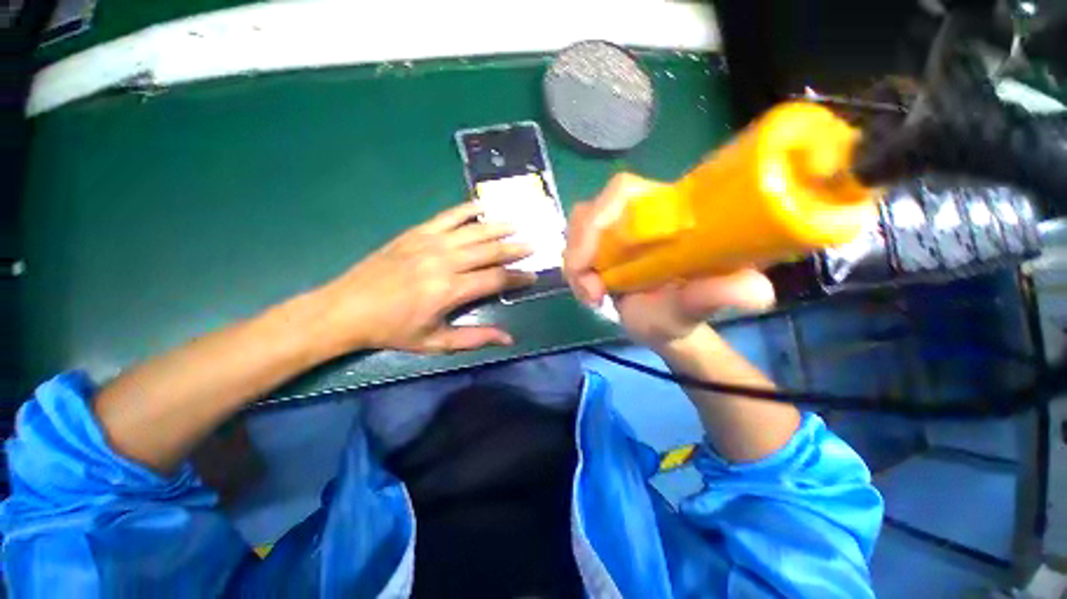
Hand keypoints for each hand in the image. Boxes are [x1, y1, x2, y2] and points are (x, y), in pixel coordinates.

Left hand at [315, 202, 534, 355]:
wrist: (347, 309)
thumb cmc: (393, 330)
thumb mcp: (435, 342)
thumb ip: (475, 338)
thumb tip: (509, 339)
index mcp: (450, 290)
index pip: (496, 279)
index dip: (518, 277)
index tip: (533, 276)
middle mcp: (444, 261)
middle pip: (490, 250)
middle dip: (515, 248)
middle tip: (534, 245)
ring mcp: (429, 243)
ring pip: (473, 231)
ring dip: (498, 227)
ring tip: (517, 224)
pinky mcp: (416, 233)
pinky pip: (447, 217)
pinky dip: (466, 210)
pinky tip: (482, 207)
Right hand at [563, 173, 774, 349]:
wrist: (659, 325)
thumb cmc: (680, 316)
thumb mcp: (696, 308)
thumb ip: (718, 296)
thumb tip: (758, 291)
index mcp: (667, 214)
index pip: (622, 191)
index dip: (599, 218)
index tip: (590, 264)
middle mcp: (638, 215)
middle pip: (590, 211)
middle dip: (580, 251)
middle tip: (590, 291)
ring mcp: (615, 231)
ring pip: (577, 230)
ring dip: (575, 265)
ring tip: (591, 297)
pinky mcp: (601, 246)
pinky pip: (574, 248)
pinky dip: (574, 271)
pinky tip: (587, 293)